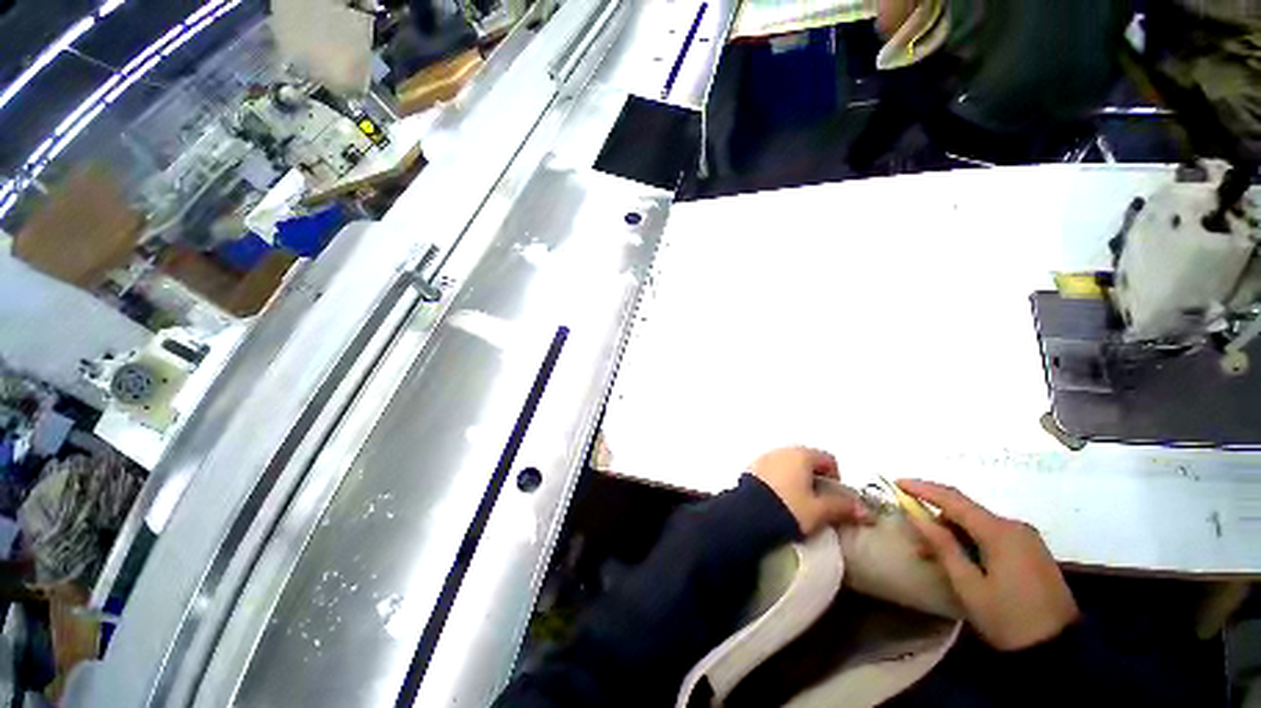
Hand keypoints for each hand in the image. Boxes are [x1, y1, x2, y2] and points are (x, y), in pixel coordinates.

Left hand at [750, 447, 870, 535]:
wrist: (747, 515)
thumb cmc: (789, 509)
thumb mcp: (819, 511)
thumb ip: (843, 507)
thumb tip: (866, 512)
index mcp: (801, 454)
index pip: (828, 459)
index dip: (836, 478)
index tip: (834, 498)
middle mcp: (781, 450)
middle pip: (806, 460)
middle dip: (814, 478)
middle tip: (817, 502)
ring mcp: (764, 457)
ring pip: (787, 465)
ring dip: (795, 479)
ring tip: (796, 503)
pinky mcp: (750, 468)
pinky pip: (771, 470)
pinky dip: (778, 480)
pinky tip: (777, 500)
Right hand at [897, 479, 1080, 650]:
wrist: (1059, 652)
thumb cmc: (1008, 618)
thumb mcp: (968, 585)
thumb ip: (942, 545)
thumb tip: (916, 515)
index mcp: (1000, 532)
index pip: (953, 499)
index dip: (922, 488)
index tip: (897, 482)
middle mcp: (1015, 526)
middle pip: (966, 510)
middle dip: (936, 517)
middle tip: (912, 534)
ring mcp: (1027, 538)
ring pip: (979, 523)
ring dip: (952, 531)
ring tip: (932, 553)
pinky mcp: (1032, 551)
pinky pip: (993, 535)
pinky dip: (970, 540)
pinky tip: (960, 558)